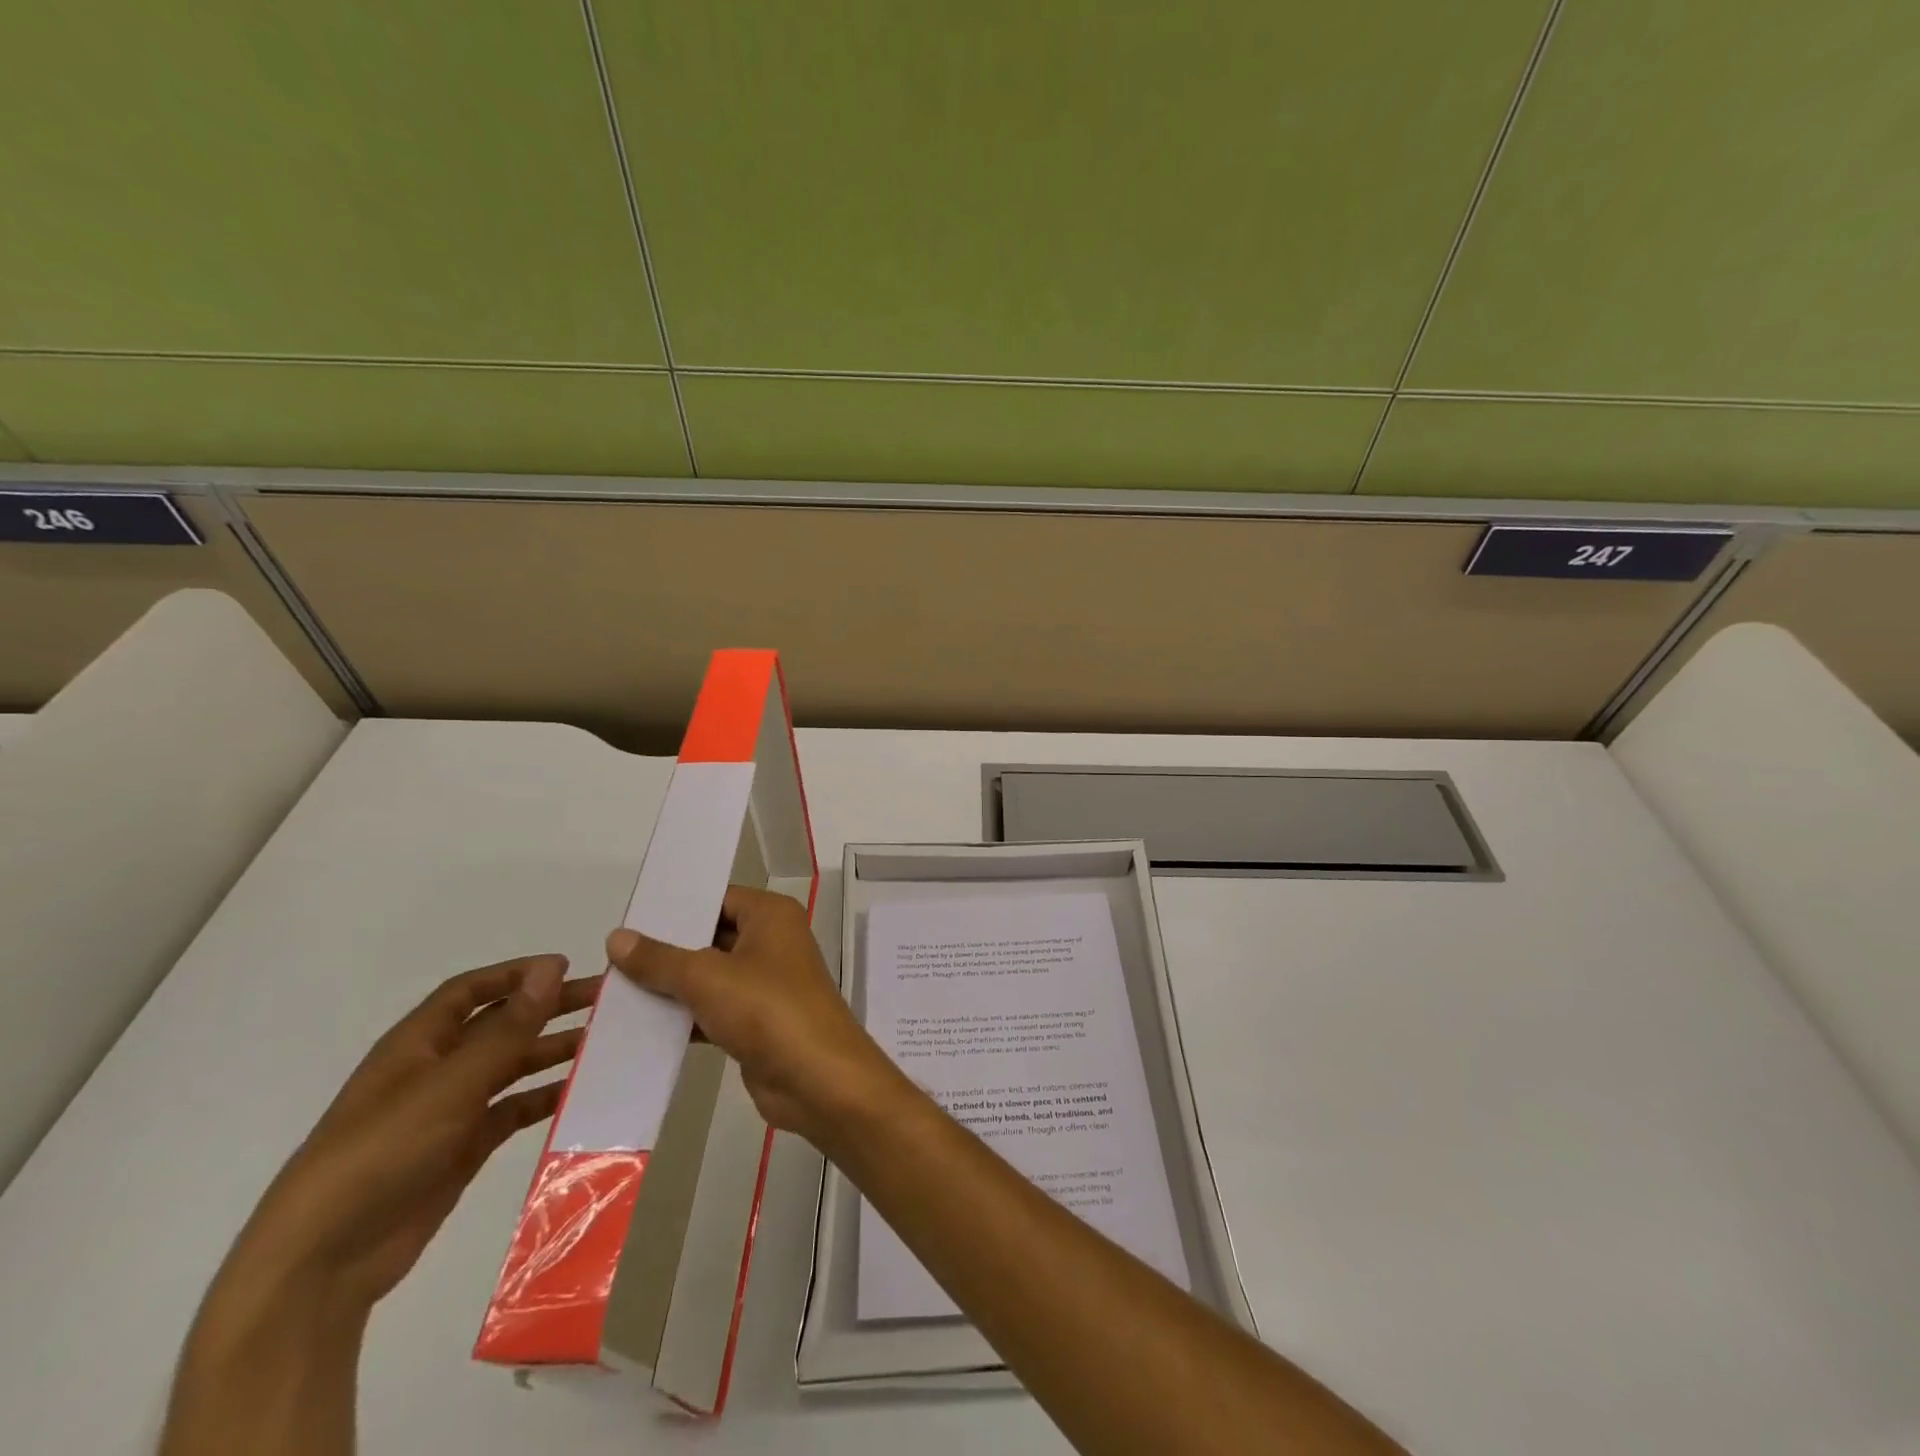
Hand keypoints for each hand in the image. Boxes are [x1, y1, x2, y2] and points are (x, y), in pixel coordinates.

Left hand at [217, 954, 598, 1318]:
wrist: (321, 1264)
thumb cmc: (382, 1152)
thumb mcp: (450, 1084)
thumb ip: (507, 1028)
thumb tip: (551, 968)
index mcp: (418, 1043)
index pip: (470, 991)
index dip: (517, 974)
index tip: (569, 967)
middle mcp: (435, 1070)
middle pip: (500, 1026)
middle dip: (548, 1010)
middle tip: (605, 1002)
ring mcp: (448, 1112)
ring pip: (511, 1068)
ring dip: (553, 1052)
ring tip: (603, 1044)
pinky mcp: (461, 1151)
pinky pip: (512, 1112)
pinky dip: (544, 1100)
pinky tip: (579, 1094)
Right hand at [607, 886, 901, 1150]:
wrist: (816, 1079)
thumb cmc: (767, 1009)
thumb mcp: (706, 977)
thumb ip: (660, 959)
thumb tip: (617, 937)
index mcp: (770, 915)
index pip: (718, 898)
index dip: (676, 907)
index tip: (629, 917)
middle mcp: (771, 943)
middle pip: (711, 937)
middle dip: (665, 950)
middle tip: (610, 957)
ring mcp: (766, 984)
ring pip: (709, 977)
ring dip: (669, 987)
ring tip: (612, 991)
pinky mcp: (757, 1023)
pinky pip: (712, 1011)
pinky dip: (682, 1018)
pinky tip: (638, 1028)